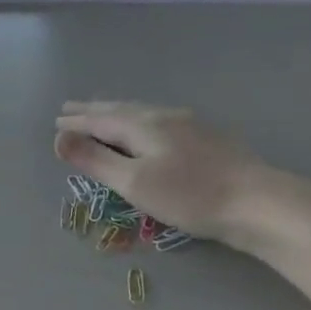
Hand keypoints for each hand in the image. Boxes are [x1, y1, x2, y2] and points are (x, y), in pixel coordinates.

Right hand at [55, 101, 283, 249]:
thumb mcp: (133, 182)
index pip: (101, 120)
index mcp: (144, 125)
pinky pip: (159, 122)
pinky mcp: (205, 138)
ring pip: (142, 113)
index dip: (77, 122)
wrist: (254, 201)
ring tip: (103, 114)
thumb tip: (59, 137)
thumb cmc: (188, 196)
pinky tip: (146, 130)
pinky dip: (138, 122)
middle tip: (71, 108)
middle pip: (122, 110)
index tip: (56, 120)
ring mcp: (189, 125)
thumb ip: (95, 160)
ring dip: (116, 113)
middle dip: (94, 110)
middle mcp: (165, 117)